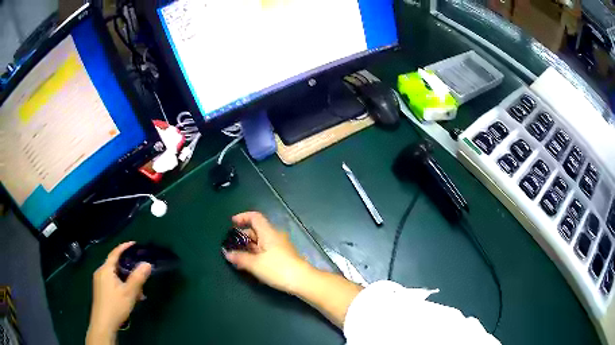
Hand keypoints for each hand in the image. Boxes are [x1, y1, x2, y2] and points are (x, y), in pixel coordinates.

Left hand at [86, 242, 151, 344]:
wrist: (103, 323)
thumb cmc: (115, 306)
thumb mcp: (129, 293)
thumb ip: (138, 278)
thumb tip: (147, 264)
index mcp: (106, 269)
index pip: (115, 253)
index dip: (124, 247)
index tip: (134, 244)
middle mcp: (100, 272)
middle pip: (115, 265)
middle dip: (129, 269)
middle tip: (140, 274)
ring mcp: (99, 281)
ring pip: (114, 275)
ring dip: (127, 280)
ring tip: (138, 292)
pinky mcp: (100, 290)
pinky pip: (112, 282)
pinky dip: (121, 285)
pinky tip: (129, 296)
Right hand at [223, 212, 312, 293]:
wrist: (302, 280)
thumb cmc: (277, 269)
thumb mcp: (255, 264)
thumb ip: (240, 258)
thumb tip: (227, 253)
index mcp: (268, 233)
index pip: (255, 217)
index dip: (243, 217)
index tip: (232, 222)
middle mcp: (275, 236)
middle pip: (257, 230)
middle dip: (243, 236)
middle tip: (231, 246)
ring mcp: (281, 247)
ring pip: (261, 242)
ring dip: (249, 247)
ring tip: (238, 257)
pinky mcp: (284, 257)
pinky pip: (266, 251)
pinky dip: (256, 254)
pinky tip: (250, 264)